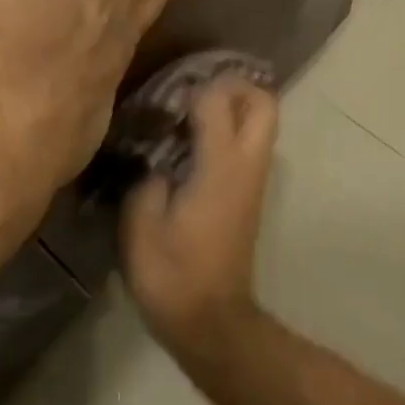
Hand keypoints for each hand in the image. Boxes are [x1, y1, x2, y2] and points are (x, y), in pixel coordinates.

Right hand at [121, 74, 277, 354]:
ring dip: (232, 108)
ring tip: (185, 115)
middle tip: (190, 93)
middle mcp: (247, 166)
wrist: (209, 319)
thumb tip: (155, 157)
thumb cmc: (171, 273)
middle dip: (232, 85)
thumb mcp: (141, 221)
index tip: (160, 96)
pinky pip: (249, 147)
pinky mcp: (250, 197)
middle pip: (263, 102)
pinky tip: (188, 147)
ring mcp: (254, 182)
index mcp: (221, 166)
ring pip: (262, 124)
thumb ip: (147, 176)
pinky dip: (228, 132)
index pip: (218, 99)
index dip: (189, 86)